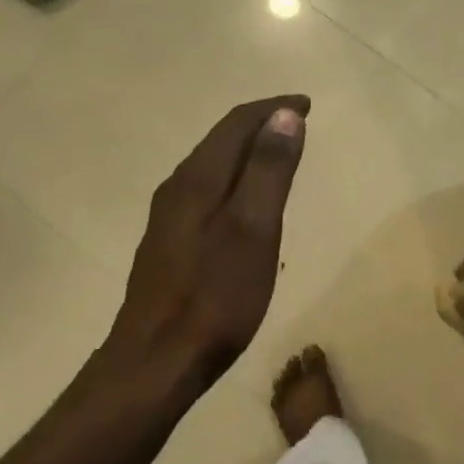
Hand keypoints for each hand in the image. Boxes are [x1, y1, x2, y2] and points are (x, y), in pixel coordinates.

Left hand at [104, 95, 309, 388]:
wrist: (156, 359)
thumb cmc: (215, 298)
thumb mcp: (254, 231)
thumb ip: (269, 171)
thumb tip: (285, 116)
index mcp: (197, 180)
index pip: (236, 124)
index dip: (272, 108)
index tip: (307, 104)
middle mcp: (177, 189)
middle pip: (220, 142)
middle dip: (260, 126)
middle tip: (297, 124)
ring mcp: (168, 219)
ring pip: (212, 169)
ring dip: (246, 154)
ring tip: (278, 157)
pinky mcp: (169, 246)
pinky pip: (206, 194)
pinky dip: (234, 183)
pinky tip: (245, 205)